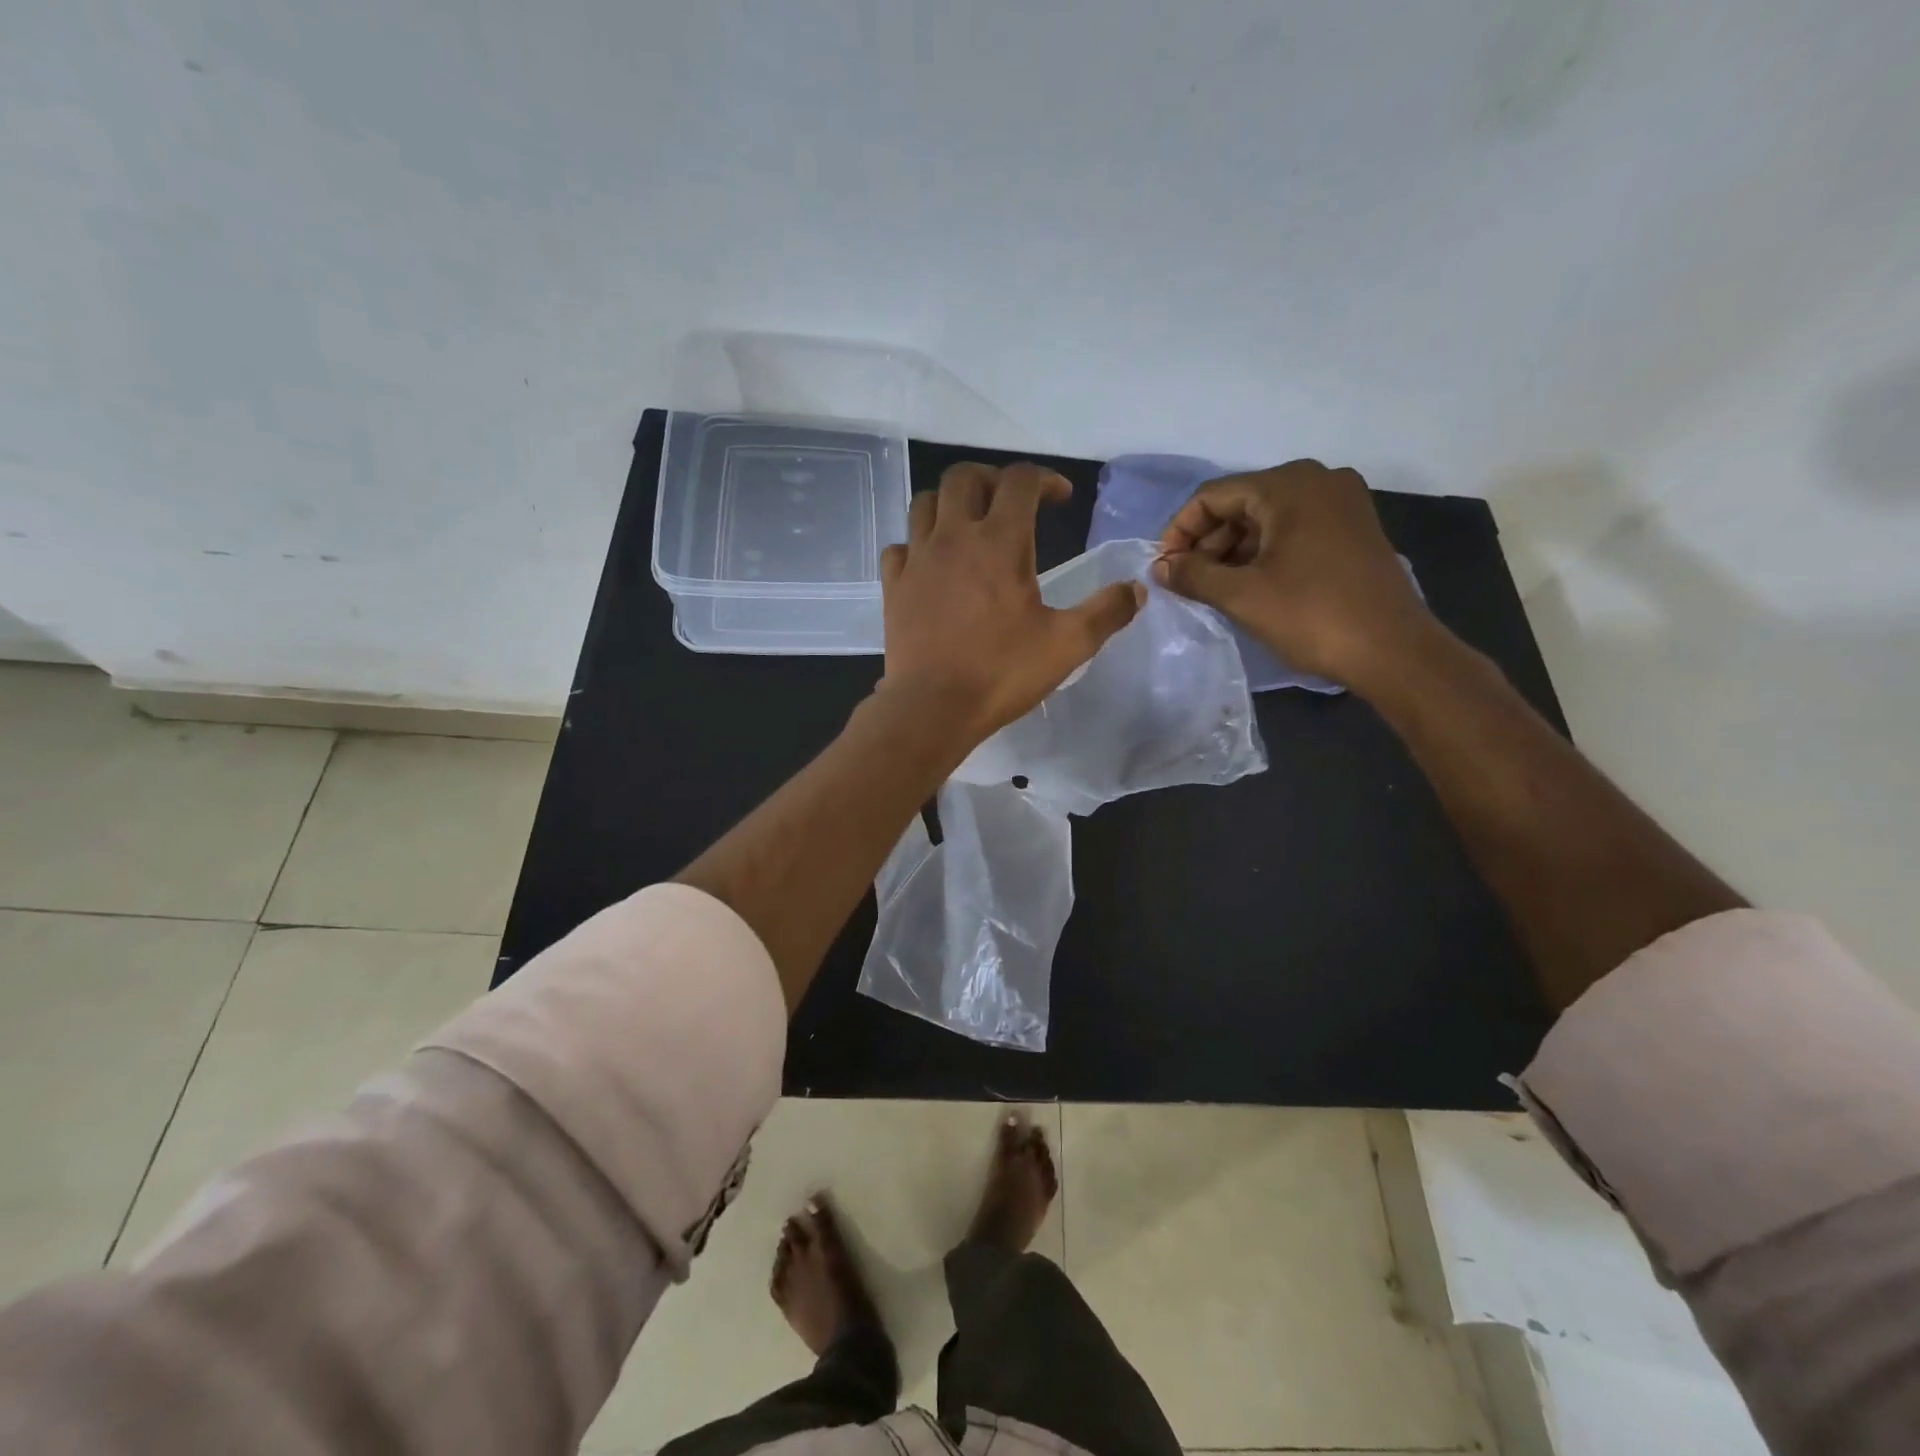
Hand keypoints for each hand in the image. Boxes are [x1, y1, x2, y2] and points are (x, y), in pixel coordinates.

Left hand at [878, 462, 1142, 750]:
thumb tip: (1136, 588)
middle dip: (993, 479)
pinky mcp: (894, 586)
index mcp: (999, 542)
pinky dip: (917, 544)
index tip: (1060, 499)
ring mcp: (917, 559)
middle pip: (964, 476)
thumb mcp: (1068, 645)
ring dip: (952, 503)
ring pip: (926, 503)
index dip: (1045, 479)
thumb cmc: (1001, 673)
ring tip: (970, 526)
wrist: (932, 708)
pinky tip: (932, 565)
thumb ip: (1106, 611)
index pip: (1020, 480)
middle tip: (1012, 504)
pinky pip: (899, 546)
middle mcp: (953, 537)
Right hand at [1152, 460, 1432, 691]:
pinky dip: (1264, 553)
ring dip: (1233, 551)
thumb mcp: (1241, 596)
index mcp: (1289, 485)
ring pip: (1267, 518)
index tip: (1163, 568)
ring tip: (1213, 589)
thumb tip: (1159, 566)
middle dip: (1207, 542)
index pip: (1213, 496)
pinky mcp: (1354, 529)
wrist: (1392, 650)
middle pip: (1241, 503)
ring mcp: (1342, 503)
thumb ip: (1192, 574)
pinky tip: (1249, 585)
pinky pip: (1293, 530)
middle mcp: (1318, 480)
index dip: (1179, 531)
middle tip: (1186, 582)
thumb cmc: (1311, 616)